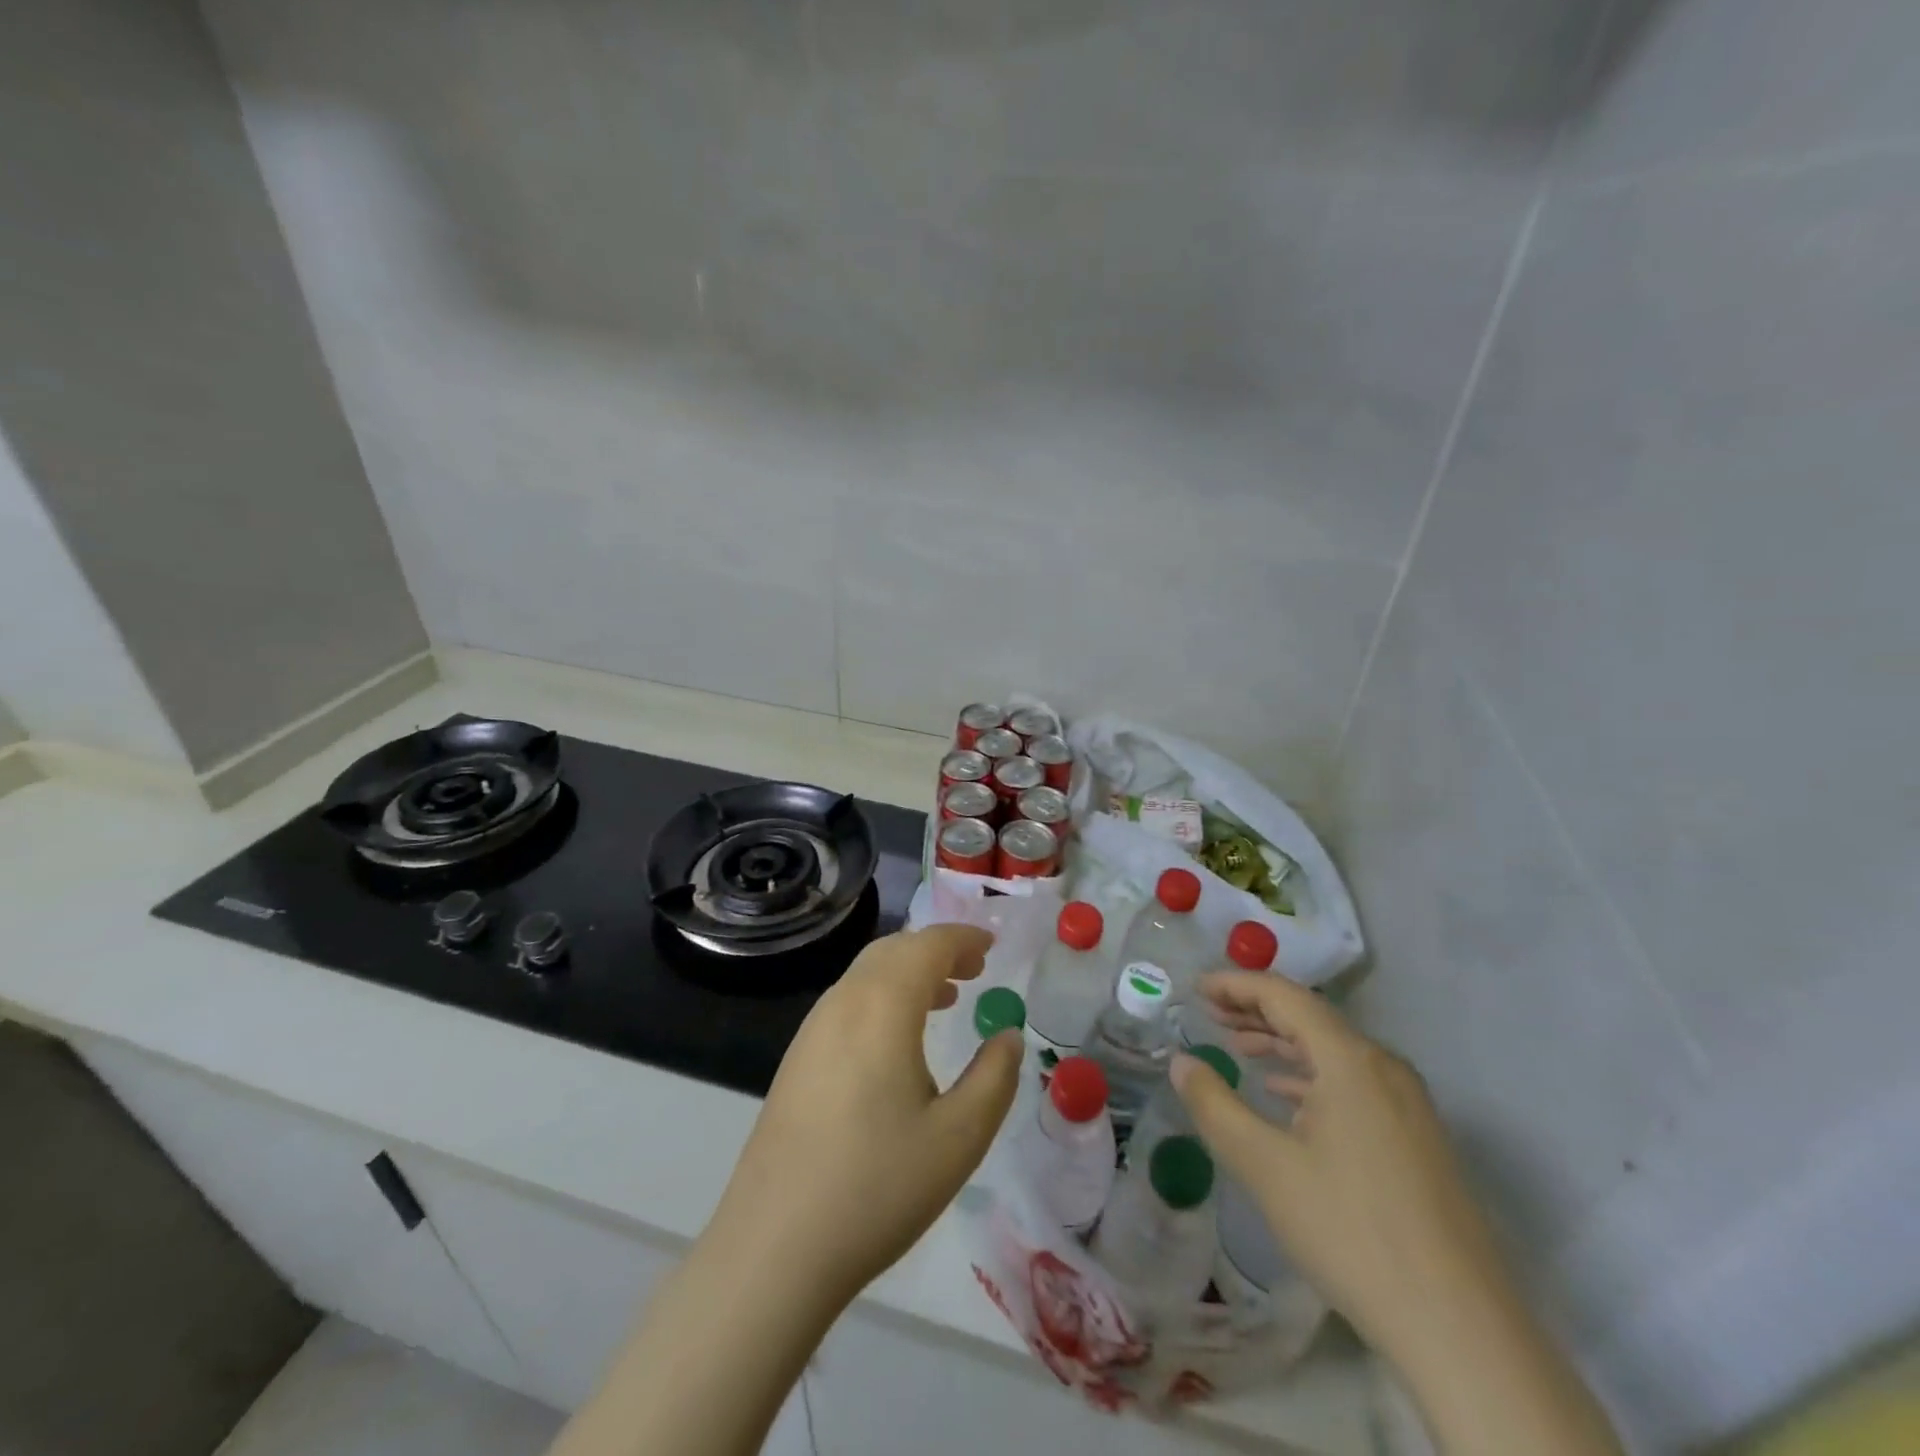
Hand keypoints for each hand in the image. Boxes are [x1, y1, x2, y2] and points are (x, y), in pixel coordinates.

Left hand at [708, 924, 1022, 1306]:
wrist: (774, 1247)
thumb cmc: (877, 1187)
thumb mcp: (959, 1138)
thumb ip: (994, 1077)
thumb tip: (1008, 1036)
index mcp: (882, 1006)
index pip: (927, 946)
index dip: (963, 938)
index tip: (993, 946)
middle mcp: (842, 1003)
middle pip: (893, 950)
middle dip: (936, 950)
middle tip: (974, 970)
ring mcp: (812, 1030)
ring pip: (866, 975)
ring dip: (908, 973)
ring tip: (944, 998)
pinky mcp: (796, 1059)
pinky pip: (847, 1002)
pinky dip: (882, 997)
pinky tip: (897, 1042)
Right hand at [1170, 970, 1509, 1363]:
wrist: (1460, 1330)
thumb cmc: (1351, 1231)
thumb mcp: (1265, 1165)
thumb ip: (1214, 1104)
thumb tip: (1181, 1061)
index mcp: (1351, 1060)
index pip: (1285, 996)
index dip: (1236, 985)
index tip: (1196, 987)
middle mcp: (1385, 1068)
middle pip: (1311, 1018)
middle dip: (1256, 1010)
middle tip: (1209, 1012)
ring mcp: (1408, 1104)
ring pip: (1334, 1052)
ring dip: (1282, 1043)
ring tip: (1238, 1048)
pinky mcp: (1418, 1138)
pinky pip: (1355, 1083)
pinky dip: (1312, 1077)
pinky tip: (1285, 1098)